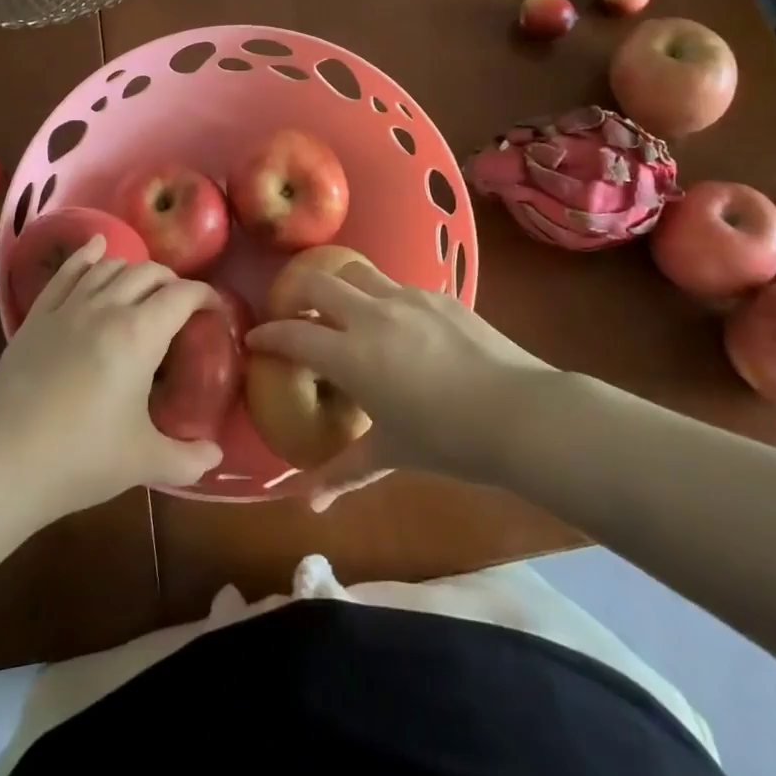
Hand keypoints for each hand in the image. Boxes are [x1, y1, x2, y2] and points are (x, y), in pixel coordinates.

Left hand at [0, 236, 223, 516]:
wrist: (1, 463)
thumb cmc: (80, 459)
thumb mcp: (143, 462)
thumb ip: (187, 458)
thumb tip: (215, 456)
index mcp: (140, 334)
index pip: (183, 294)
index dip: (206, 295)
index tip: (215, 310)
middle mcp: (107, 307)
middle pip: (149, 272)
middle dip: (172, 282)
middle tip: (181, 307)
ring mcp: (68, 307)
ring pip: (110, 267)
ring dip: (134, 270)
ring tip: (143, 287)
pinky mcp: (36, 316)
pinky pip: (66, 272)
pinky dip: (86, 255)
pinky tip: (96, 247)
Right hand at [247, 263, 553, 509]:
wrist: (520, 413)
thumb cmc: (448, 440)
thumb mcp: (391, 454)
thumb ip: (343, 472)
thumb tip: (306, 503)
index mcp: (352, 354)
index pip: (294, 333)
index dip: (268, 335)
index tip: (255, 338)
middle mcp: (372, 314)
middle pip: (318, 283)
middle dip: (295, 291)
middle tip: (292, 311)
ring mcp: (407, 297)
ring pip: (357, 272)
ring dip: (340, 285)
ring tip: (342, 308)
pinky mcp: (438, 294)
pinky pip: (397, 286)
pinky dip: (382, 297)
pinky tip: (396, 323)